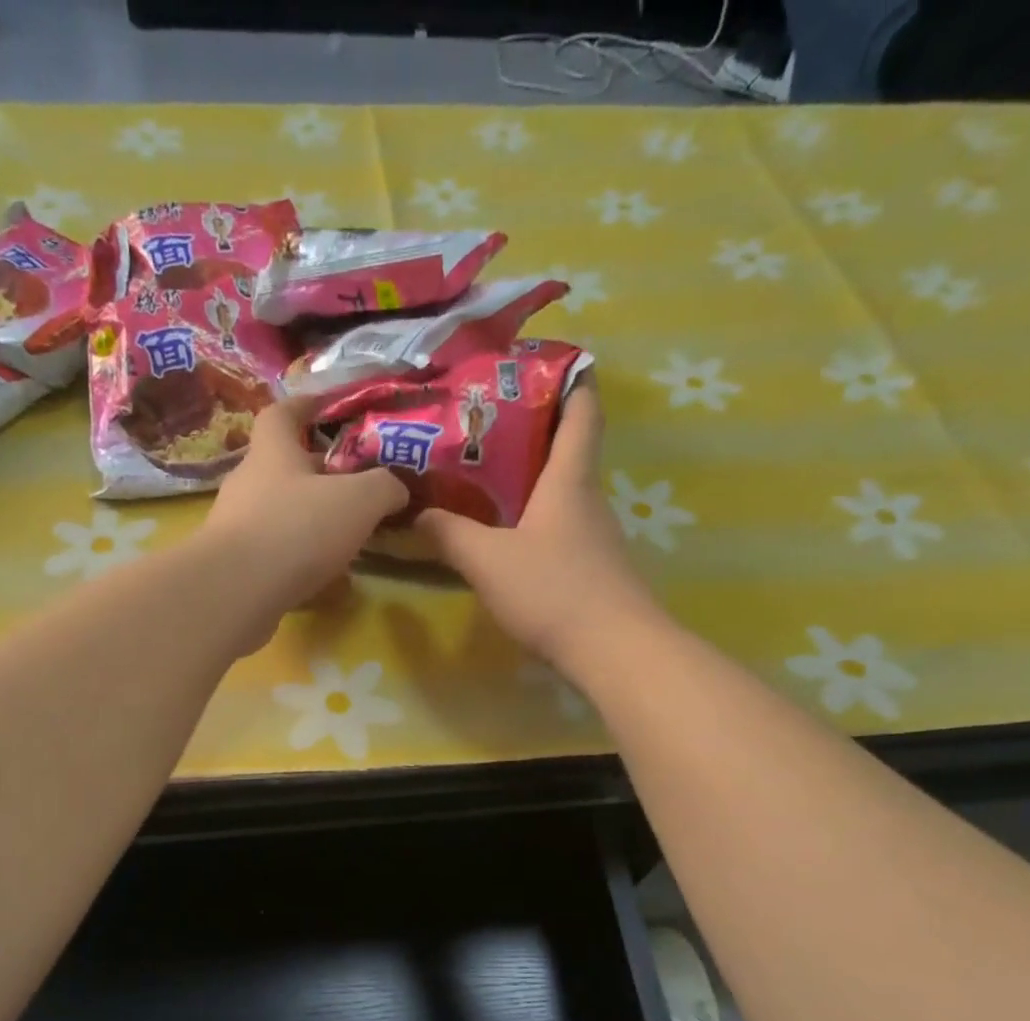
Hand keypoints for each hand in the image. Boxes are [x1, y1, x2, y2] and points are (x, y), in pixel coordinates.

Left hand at [197, 394, 407, 630]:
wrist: (236, 593)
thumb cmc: (297, 529)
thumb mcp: (359, 500)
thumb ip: (383, 487)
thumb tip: (396, 489)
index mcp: (273, 452)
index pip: (283, 413)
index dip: (305, 405)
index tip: (327, 406)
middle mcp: (248, 484)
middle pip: (284, 468)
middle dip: (318, 475)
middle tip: (355, 487)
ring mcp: (237, 527)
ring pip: (280, 514)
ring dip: (310, 522)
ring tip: (346, 539)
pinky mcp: (235, 568)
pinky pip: (275, 556)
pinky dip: (301, 562)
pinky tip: (326, 582)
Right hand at [411, 379, 658, 671]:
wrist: (614, 651)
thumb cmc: (553, 591)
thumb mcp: (487, 560)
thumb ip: (448, 534)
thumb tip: (415, 513)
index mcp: (569, 480)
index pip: (582, 411)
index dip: (571, 379)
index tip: (545, 362)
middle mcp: (588, 499)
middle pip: (568, 450)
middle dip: (532, 431)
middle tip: (482, 425)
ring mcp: (595, 536)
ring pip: (561, 493)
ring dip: (529, 481)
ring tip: (482, 479)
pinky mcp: (593, 569)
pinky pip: (560, 528)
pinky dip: (534, 520)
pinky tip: (505, 537)